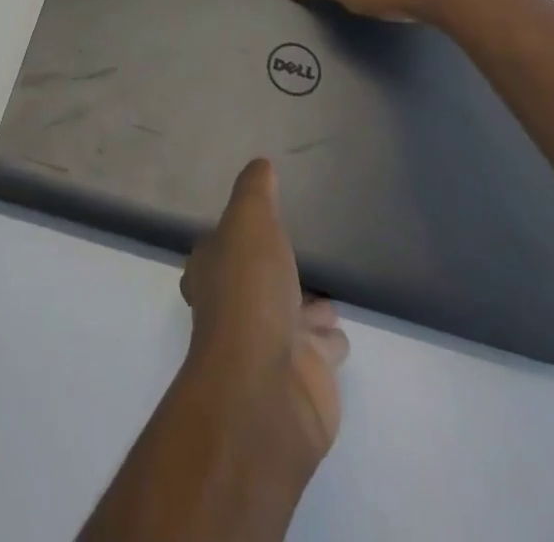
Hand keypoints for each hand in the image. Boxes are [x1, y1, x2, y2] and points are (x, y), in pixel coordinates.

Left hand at [181, 159, 348, 468]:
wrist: (268, 388)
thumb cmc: (249, 292)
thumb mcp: (249, 221)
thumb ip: (255, 191)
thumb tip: (260, 164)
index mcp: (212, 272)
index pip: (218, 248)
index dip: (230, 237)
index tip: (250, 224)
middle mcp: (235, 308)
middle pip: (256, 283)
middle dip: (274, 272)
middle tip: (297, 253)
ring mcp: (270, 346)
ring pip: (292, 316)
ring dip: (307, 306)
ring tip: (328, 289)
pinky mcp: (305, 376)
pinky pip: (320, 349)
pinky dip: (328, 339)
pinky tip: (341, 325)